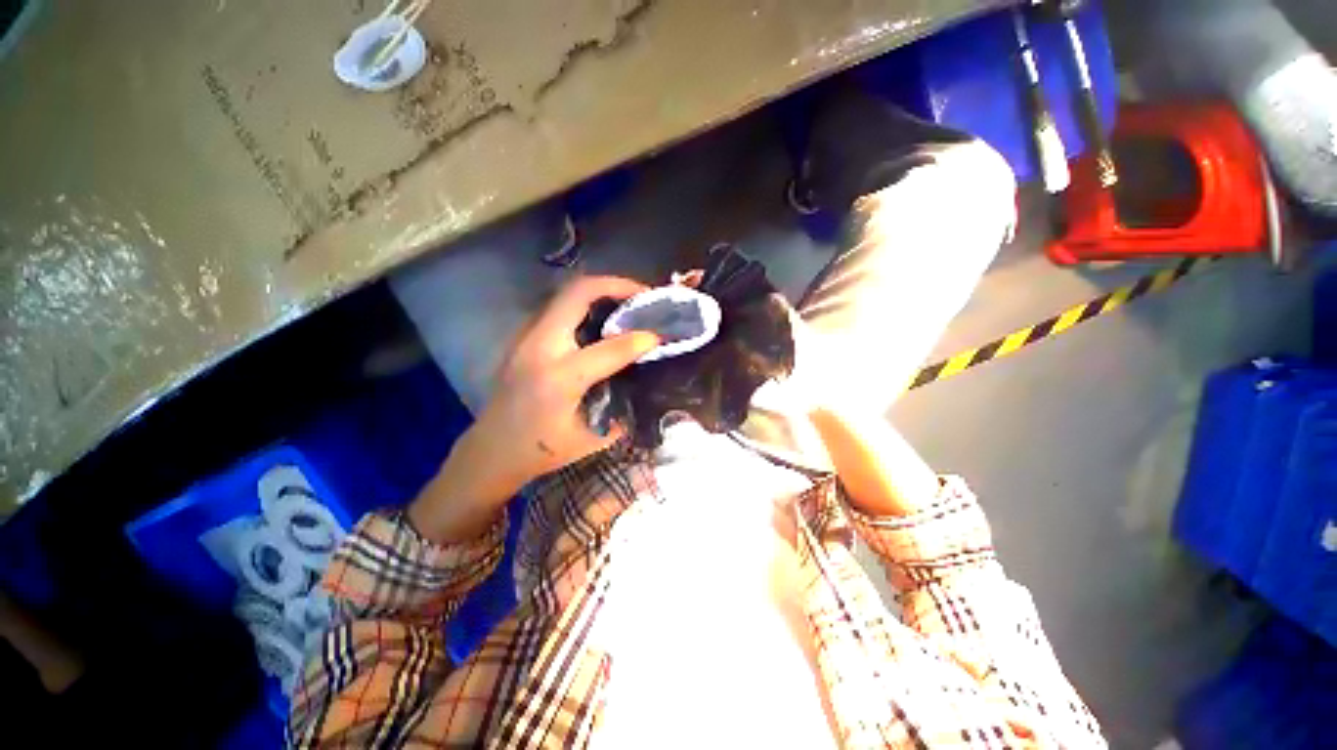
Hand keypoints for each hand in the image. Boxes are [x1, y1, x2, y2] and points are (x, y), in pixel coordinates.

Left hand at [409, 277, 658, 542]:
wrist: (491, 451)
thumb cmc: (541, 451)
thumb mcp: (591, 438)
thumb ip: (622, 406)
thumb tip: (646, 379)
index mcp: (560, 378)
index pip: (611, 347)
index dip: (641, 338)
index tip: (661, 334)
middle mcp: (540, 347)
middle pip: (578, 293)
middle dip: (617, 286)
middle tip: (644, 296)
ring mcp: (527, 337)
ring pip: (567, 294)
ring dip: (601, 292)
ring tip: (628, 303)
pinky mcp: (523, 338)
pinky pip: (559, 307)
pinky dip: (586, 304)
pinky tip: (603, 320)